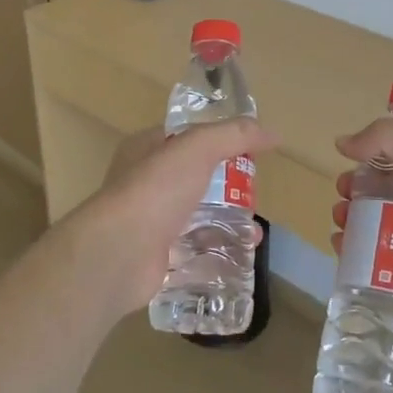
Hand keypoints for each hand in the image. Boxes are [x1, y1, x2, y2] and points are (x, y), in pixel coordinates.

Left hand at [58, 119, 277, 324]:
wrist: (119, 253)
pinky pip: (192, 252)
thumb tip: (272, 134)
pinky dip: (214, 255)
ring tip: (254, 235)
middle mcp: (144, 183)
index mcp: (146, 150)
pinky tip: (238, 258)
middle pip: (195, 180)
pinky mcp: (156, 257)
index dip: (217, 141)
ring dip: (226, 224)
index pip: (185, 139)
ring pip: (195, 218)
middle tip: (255, 197)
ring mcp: (149, 222)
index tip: (249, 153)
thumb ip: (234, 135)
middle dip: (227, 189)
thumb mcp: (198, 148)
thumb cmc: (156, 190)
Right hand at [331, 118, 392, 340]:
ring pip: (372, 227)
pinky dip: (353, 255)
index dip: (370, 155)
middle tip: (343, 198)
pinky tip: (342, 250)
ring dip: (349, 221)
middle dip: (354, 191)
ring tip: (341, 224)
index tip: (350, 161)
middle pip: (380, 192)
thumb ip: (392, 135)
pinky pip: (373, 264)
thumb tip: (343, 144)